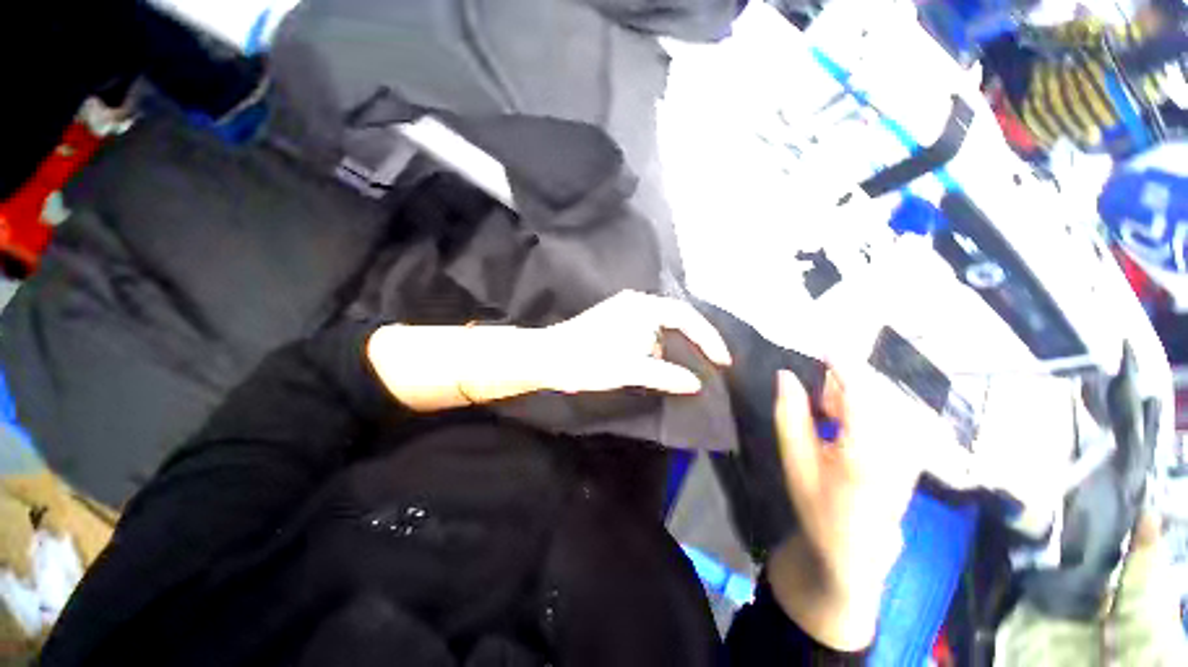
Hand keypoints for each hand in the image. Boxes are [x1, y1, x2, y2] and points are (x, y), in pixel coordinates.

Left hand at [535, 290, 731, 394]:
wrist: (549, 357)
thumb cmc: (589, 360)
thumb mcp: (630, 370)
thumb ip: (666, 375)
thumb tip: (695, 383)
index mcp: (642, 307)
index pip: (686, 318)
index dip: (708, 338)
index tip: (723, 362)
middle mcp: (635, 303)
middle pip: (676, 319)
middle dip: (695, 341)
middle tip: (712, 363)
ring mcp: (623, 311)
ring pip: (660, 326)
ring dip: (675, 346)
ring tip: (690, 366)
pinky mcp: (614, 321)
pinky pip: (647, 331)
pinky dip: (658, 347)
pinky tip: (660, 363)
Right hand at [767, 366, 927, 650]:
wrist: (856, 549)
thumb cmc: (819, 504)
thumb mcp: (794, 458)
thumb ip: (789, 413)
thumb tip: (785, 374)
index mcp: (867, 448)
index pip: (860, 389)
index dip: (842, 363)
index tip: (821, 347)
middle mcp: (900, 444)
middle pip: (875, 391)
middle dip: (843, 383)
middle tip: (813, 396)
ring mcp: (912, 449)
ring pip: (883, 399)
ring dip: (852, 396)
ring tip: (826, 413)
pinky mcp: (914, 452)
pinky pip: (891, 412)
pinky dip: (865, 408)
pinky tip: (845, 424)